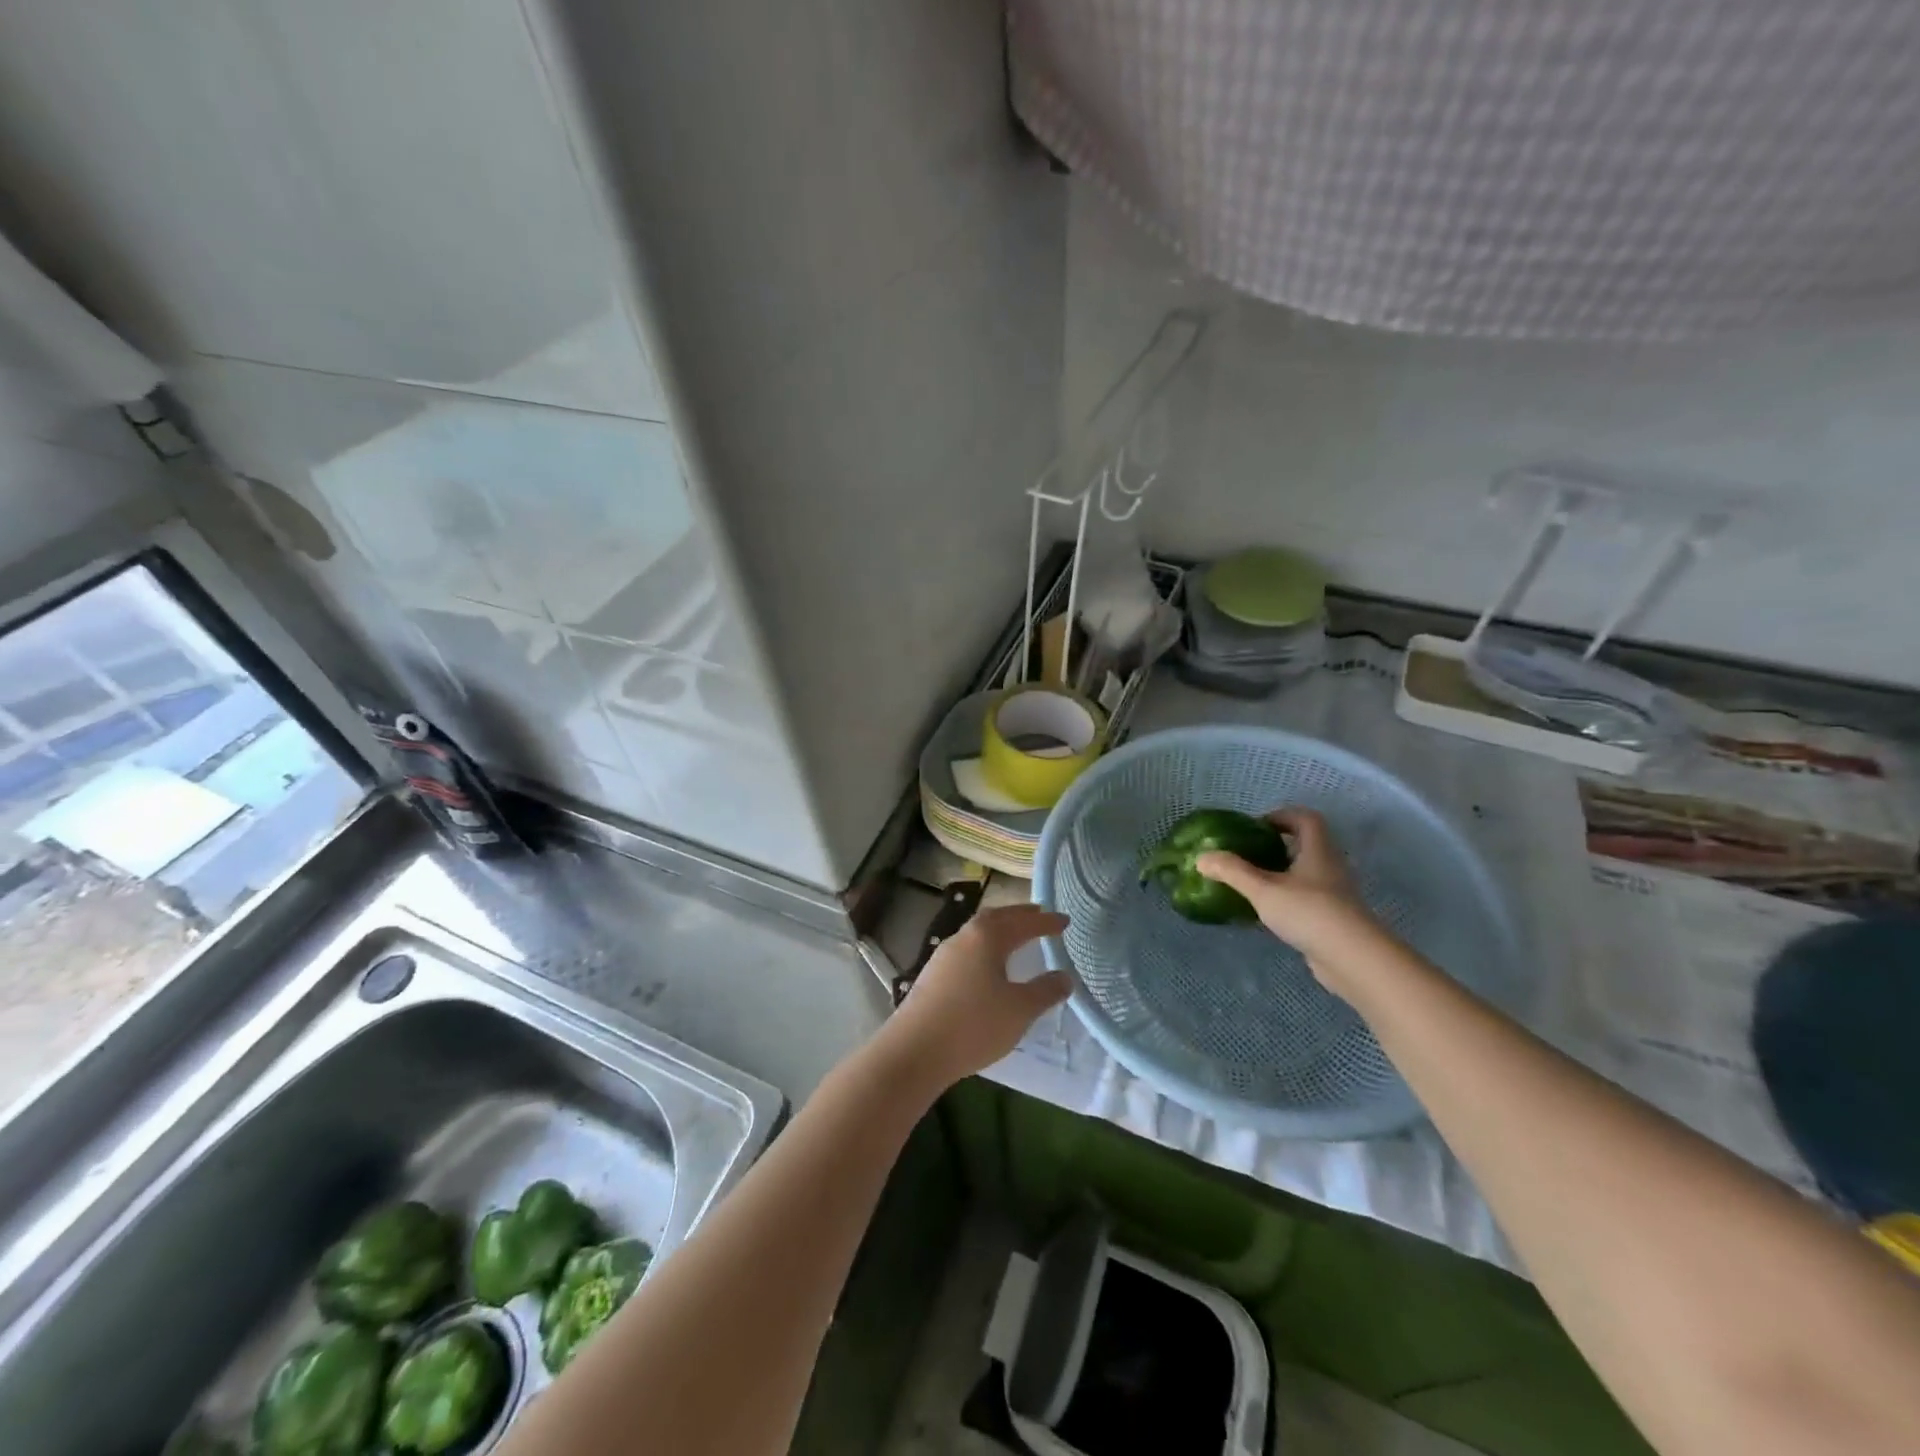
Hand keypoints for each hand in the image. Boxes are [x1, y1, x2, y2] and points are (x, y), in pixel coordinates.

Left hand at [881, 904, 1071, 1089]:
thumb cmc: (974, 1024)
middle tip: (1039, 916)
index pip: (1023, 922)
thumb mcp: (1019, 1010)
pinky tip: (988, 966)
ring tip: (1016, 937)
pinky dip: (985, 948)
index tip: (1064, 920)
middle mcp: (964, 937)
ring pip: (978, 933)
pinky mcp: (933, 974)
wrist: (915, 1050)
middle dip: (1019, 916)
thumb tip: (1065, 976)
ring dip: (999, 930)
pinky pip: (967, 950)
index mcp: (987, 936)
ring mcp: (944, 954)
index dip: (1046, 922)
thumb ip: (1045, 991)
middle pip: (996, 917)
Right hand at [1195, 809, 1386, 994]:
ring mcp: (1335, 894)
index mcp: (1318, 851)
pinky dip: (1286, 899)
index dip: (1282, 816)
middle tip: (1247, 854)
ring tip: (1251, 884)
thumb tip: (1202, 857)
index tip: (1255, 827)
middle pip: (1306, 845)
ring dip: (1280, 874)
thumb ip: (1232, 872)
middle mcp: (1330, 867)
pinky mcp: (1333, 919)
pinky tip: (1266, 913)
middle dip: (1276, 846)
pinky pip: (1306, 899)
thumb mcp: (1263, 890)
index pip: (1306, 819)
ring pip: (1305, 874)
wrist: (1353, 960)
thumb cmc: (1309, 913)